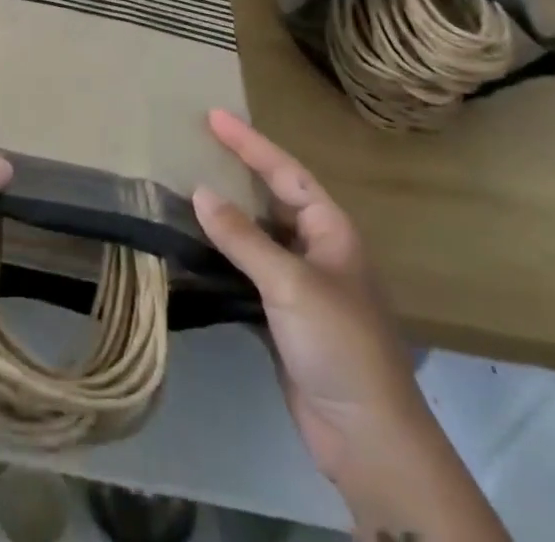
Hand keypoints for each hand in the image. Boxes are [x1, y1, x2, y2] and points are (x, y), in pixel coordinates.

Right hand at [192, 110, 424, 477]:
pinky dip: (222, 254)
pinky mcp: (282, 316)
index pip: (285, 172)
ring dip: (225, 214)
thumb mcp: (291, 283)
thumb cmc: (340, 344)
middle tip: (197, 144)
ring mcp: (300, 284)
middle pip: (272, 197)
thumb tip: (199, 191)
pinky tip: (194, 245)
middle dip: (238, 170)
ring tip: (186, 186)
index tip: (213, 115)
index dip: (250, 142)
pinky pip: (246, 270)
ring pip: (256, 234)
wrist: (368, 439)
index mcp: (331, 230)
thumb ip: (243, 237)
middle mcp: (316, 249)